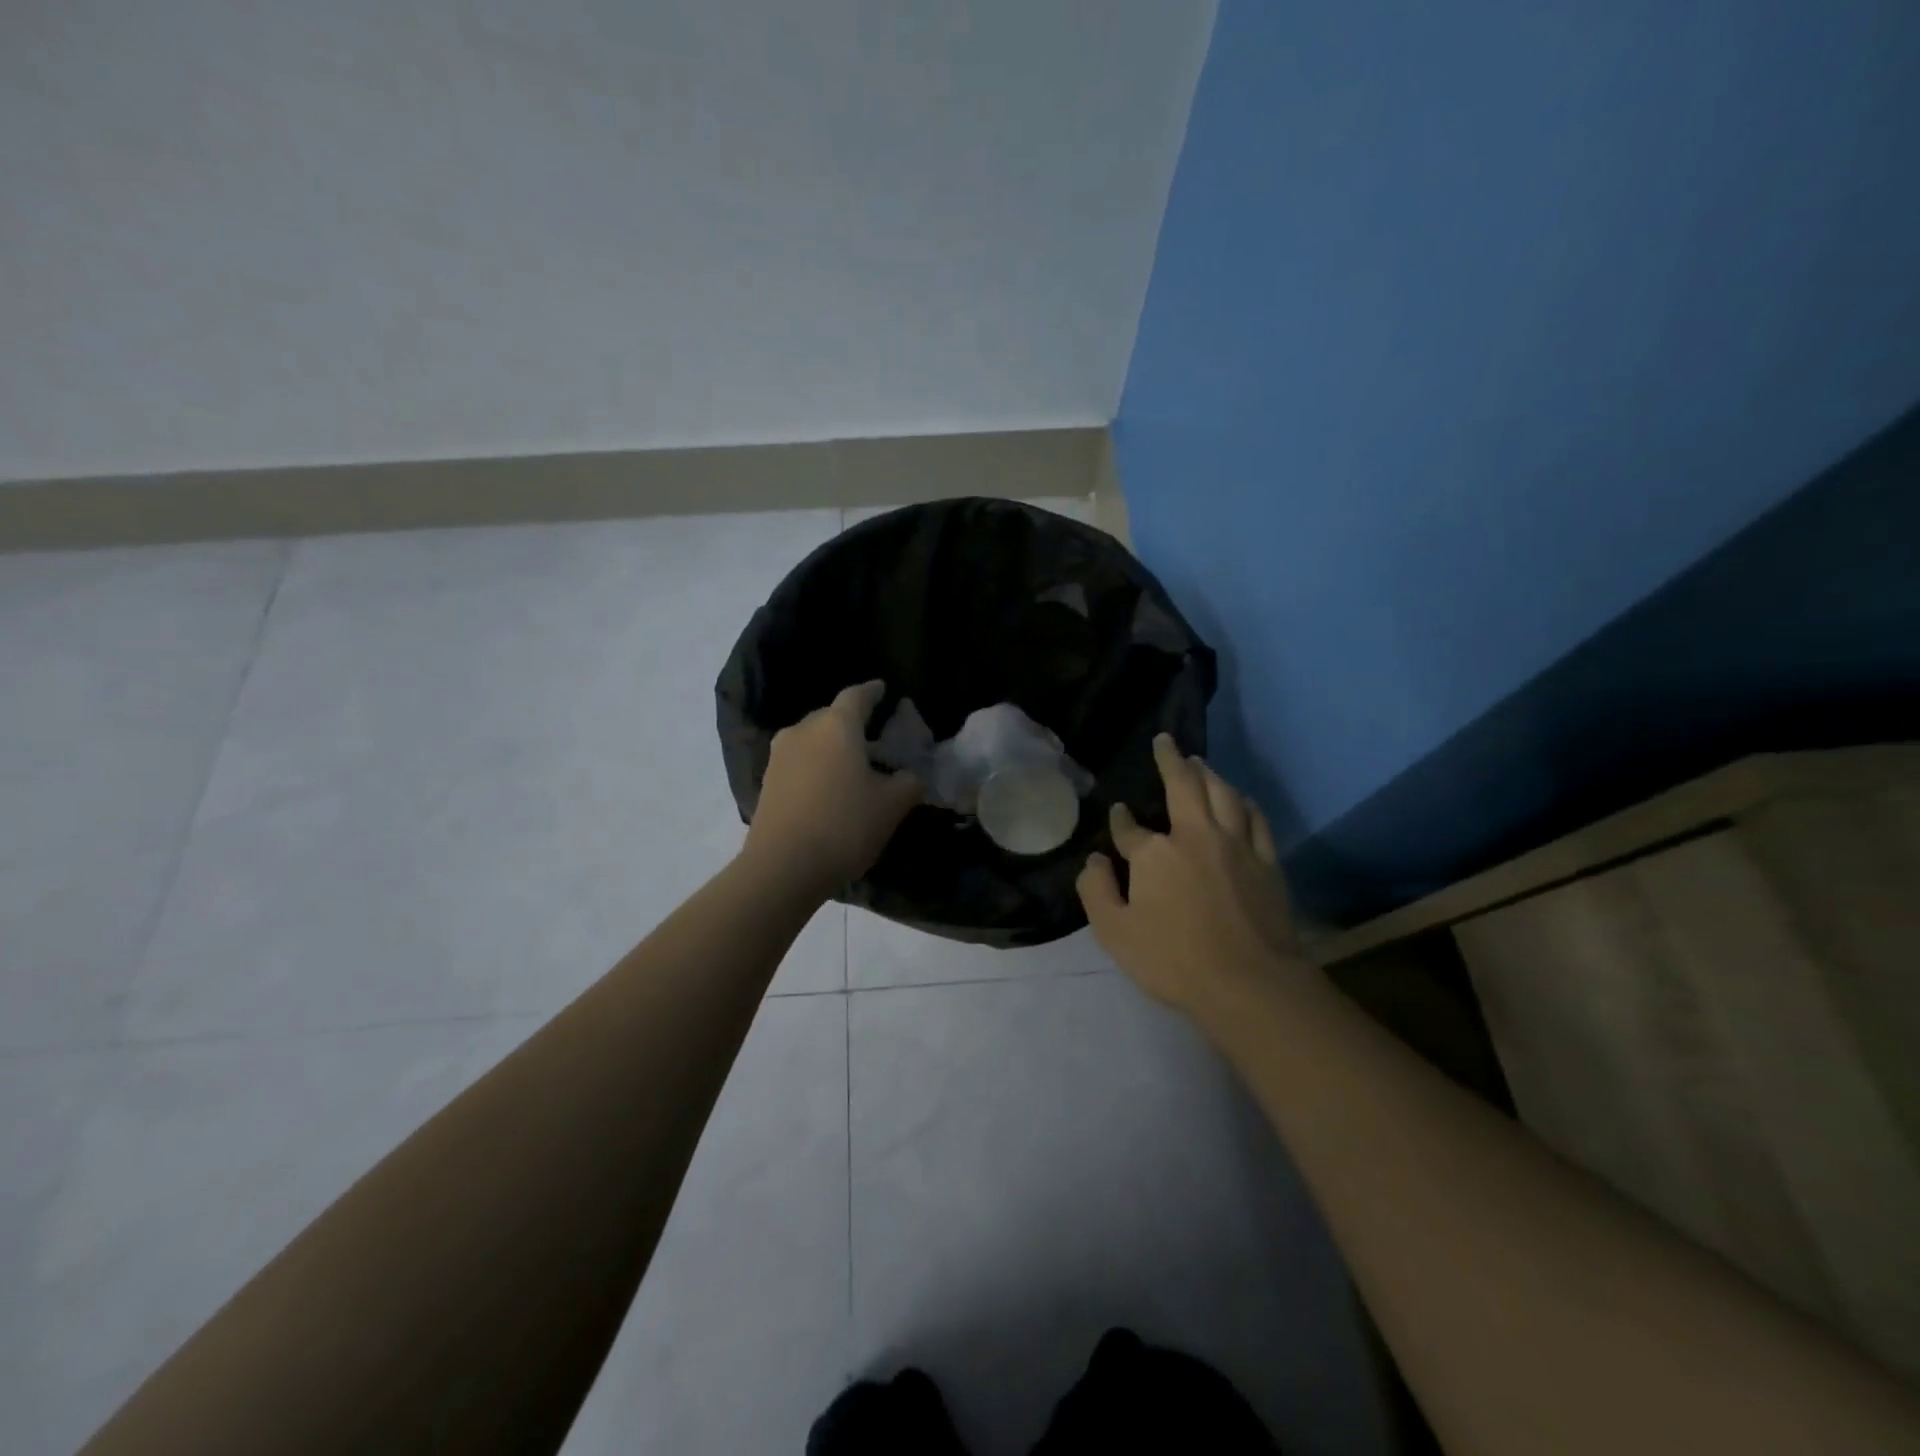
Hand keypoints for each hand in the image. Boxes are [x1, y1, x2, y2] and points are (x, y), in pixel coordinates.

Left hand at [744, 681, 923, 892]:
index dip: (872, 692)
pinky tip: (827, 787)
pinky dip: (815, 767)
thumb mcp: (892, 805)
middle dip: (851, 722)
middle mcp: (803, 730)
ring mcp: (779, 756)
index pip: (857, 696)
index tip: (882, 689)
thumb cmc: (844, 825)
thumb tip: (910, 776)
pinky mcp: (767, 782)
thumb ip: (908, 783)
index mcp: (837, 726)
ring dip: (830, 747)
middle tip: (872, 736)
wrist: (783, 867)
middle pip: (831, 716)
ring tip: (850, 765)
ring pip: (811, 740)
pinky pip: (798, 763)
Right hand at [1077, 735, 1309, 1017]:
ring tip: (1200, 762)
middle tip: (1166, 741)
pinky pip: (1256, 820)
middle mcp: (1196, 835)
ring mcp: (1236, 846)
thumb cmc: (1174, 960)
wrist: (1250, 985)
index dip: (1121, 821)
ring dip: (1209, 773)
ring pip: (1223, 794)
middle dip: (1171, 760)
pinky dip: (1244, 803)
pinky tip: (1240, 799)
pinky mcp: (1266, 862)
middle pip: (1184, 786)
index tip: (1119, 815)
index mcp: (1155, 853)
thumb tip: (1095, 859)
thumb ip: (1096, 891)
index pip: (1130, 828)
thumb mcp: (1114, 932)